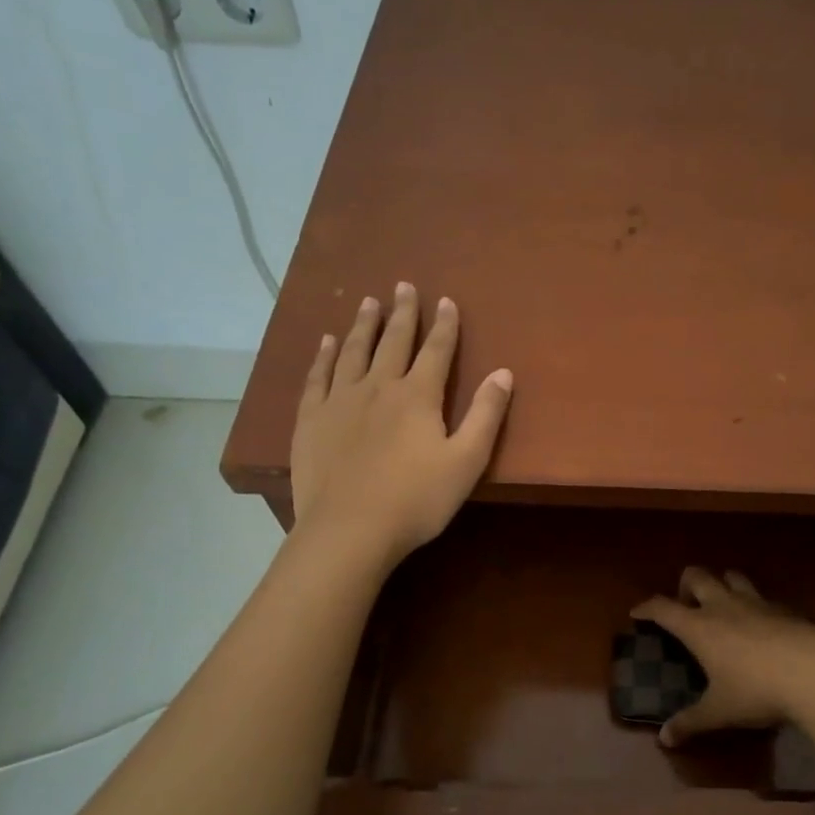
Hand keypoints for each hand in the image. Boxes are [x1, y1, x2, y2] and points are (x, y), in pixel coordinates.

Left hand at [287, 283, 511, 568]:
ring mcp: (340, 401)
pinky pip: (317, 377)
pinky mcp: (311, 420)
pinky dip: (323, 356)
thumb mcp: (466, 461)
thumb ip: (486, 415)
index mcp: (418, 396)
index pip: (436, 351)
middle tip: (404, 285)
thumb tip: (503, 372)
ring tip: (367, 302)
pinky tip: (325, 342)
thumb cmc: (417, 500)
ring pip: (353, 351)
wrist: (350, 530)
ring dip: (363, 324)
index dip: (444, 325)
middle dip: (403, 313)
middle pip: (393, 341)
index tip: (446, 300)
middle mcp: (378, 387)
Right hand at [630, 568, 814, 747]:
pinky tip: (759, 623)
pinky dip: (752, 602)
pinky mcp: (783, 607)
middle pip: (696, 576)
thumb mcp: (719, 711)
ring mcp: (755, 602)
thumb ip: (691, 722)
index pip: (663, 607)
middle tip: (685, 605)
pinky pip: (760, 595)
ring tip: (721, 605)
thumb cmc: (757, 691)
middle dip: (685, 585)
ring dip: (721, 584)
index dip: (647, 608)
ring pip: (731, 576)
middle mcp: (723, 605)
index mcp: (699, 627)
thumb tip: (665, 740)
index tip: (637, 613)